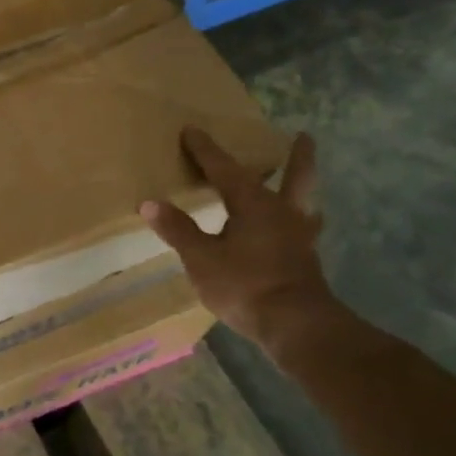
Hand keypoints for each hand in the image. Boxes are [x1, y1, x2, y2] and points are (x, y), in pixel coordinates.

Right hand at [140, 127, 336, 353]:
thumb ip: (178, 229)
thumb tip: (149, 203)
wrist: (295, 325)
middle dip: (296, 157)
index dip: (206, 150)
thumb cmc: (244, 285)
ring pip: (304, 203)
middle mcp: (281, 213)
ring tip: (300, 185)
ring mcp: (299, 237)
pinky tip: (295, 231)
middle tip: (303, 136)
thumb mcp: (201, 258)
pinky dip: (300, 223)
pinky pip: (304, 230)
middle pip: (293, 177)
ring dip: (302, 188)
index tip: (192, 131)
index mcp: (253, 204)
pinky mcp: (306, 261)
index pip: (225, 169)